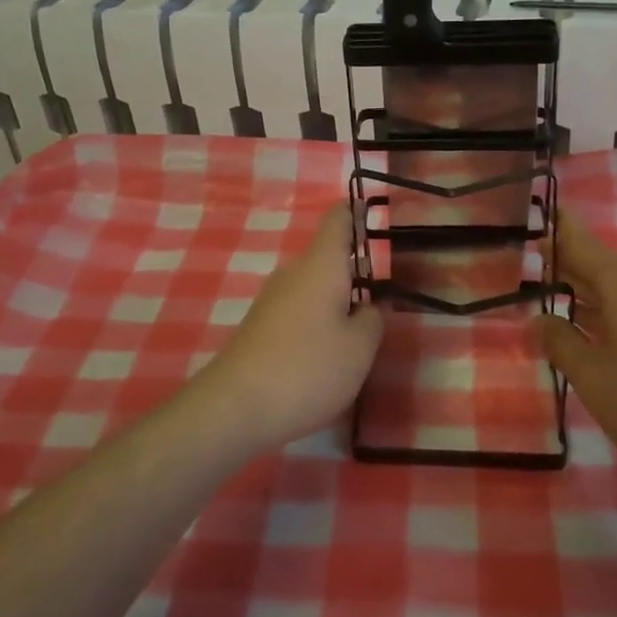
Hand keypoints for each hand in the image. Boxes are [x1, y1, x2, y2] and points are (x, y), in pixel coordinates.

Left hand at [201, 204, 383, 449]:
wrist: (234, 407)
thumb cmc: (307, 368)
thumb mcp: (359, 349)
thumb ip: (372, 320)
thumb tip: (367, 307)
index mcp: (321, 265)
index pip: (338, 220)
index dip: (355, 211)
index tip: (371, 210)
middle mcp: (293, 273)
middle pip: (327, 258)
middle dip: (353, 272)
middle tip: (382, 296)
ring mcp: (272, 300)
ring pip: (313, 288)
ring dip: (335, 302)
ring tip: (359, 335)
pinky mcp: (260, 327)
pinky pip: (298, 312)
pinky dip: (316, 324)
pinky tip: (325, 357)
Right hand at [533, 207, 616, 491]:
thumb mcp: (592, 378)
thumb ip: (559, 342)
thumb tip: (539, 320)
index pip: (582, 243)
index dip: (557, 231)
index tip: (538, 219)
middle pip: (604, 266)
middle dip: (571, 269)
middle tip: (537, 273)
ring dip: (594, 297)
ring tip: (562, 310)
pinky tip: (604, 338)